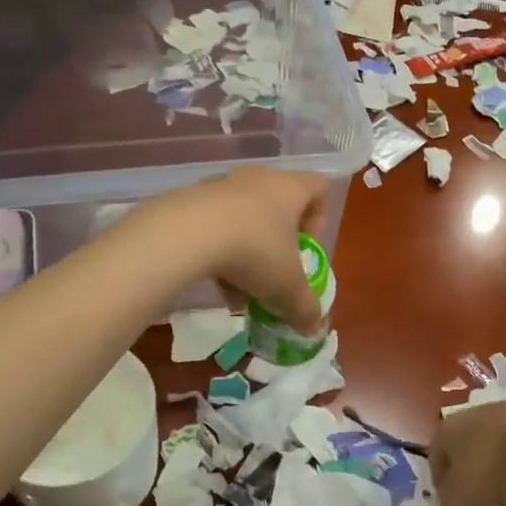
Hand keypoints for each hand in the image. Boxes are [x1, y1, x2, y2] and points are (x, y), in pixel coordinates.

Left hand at [149, 169, 329, 330]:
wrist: (185, 235)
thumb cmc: (254, 251)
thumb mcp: (287, 287)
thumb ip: (304, 307)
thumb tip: (313, 327)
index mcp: (290, 189)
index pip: (319, 188)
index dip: (320, 219)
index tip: (307, 248)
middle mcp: (258, 178)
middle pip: (278, 205)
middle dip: (278, 243)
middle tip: (274, 271)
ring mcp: (221, 185)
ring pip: (244, 218)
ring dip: (246, 250)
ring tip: (239, 288)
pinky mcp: (190, 199)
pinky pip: (214, 223)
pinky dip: (218, 249)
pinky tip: (213, 280)